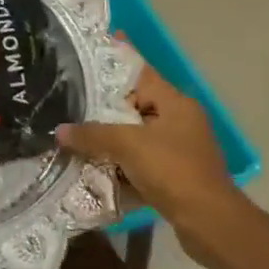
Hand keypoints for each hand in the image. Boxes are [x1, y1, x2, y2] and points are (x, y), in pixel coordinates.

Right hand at [58, 68, 245, 255]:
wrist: (207, 220)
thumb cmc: (173, 171)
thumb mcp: (129, 146)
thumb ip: (94, 134)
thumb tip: (61, 131)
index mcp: (175, 103)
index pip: (141, 73)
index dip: (117, 59)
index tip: (92, 48)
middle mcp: (179, 120)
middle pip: (135, 105)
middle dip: (104, 105)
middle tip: (70, 99)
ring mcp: (178, 148)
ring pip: (136, 135)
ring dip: (109, 138)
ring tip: (74, 132)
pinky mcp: (174, 174)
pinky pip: (139, 161)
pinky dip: (120, 162)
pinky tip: (93, 166)